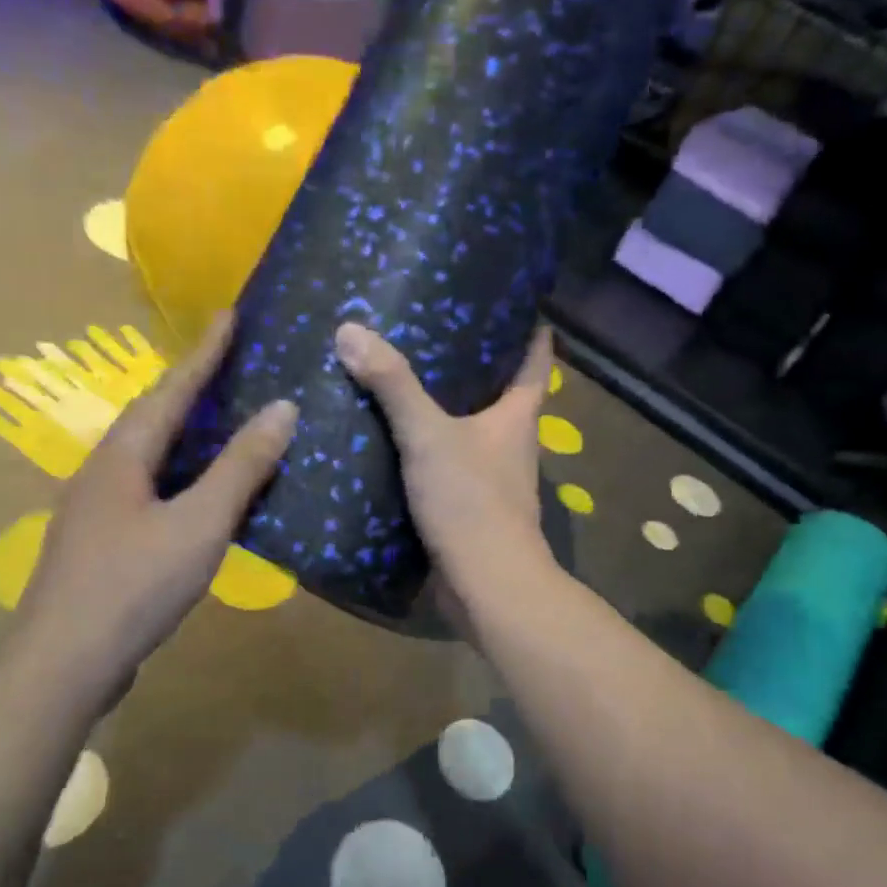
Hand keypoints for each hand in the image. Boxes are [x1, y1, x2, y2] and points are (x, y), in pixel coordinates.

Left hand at [12, 311, 296, 686]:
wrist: (64, 664)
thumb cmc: (134, 585)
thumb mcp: (200, 523)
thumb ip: (241, 467)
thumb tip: (282, 408)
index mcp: (124, 456)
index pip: (172, 389)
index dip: (204, 352)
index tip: (229, 314)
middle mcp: (105, 471)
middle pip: (154, 415)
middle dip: (193, 385)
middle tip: (232, 361)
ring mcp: (99, 508)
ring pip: (151, 453)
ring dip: (187, 430)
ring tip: (224, 416)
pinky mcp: (105, 541)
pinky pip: (152, 487)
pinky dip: (183, 473)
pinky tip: (204, 489)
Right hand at [333, 321, 553, 580]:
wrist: (486, 585)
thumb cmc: (471, 502)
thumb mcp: (428, 436)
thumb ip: (393, 385)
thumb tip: (350, 329)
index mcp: (517, 417)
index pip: (536, 361)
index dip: (531, 329)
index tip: (515, 300)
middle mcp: (511, 444)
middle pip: (502, 394)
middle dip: (475, 365)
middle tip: (433, 331)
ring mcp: (492, 480)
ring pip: (471, 432)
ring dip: (446, 410)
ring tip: (403, 381)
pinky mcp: (469, 508)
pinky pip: (447, 467)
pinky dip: (426, 451)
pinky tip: (392, 442)